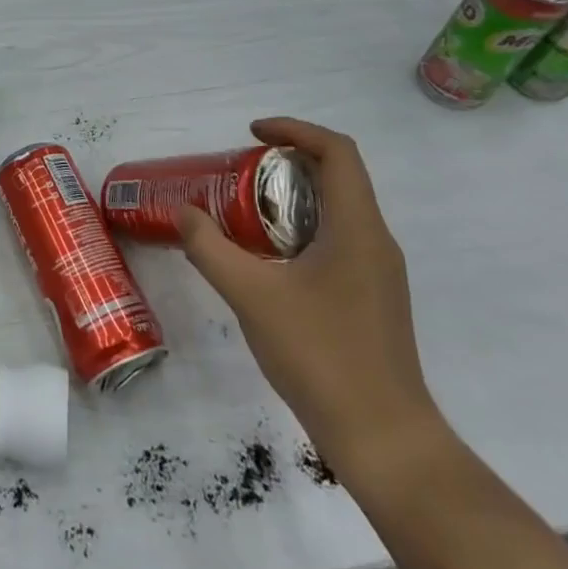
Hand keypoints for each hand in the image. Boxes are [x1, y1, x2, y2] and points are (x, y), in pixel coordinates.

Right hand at [176, 117, 444, 479]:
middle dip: (289, 161)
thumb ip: (210, 249)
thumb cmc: (321, 356)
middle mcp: (376, 241)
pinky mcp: (373, 299)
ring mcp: (379, 273)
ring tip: (246, 210)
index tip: (251, 134)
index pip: (337, 152)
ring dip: (295, 197)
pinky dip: (303, 229)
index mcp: (357, 228)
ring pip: (339, 211)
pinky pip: (339, 241)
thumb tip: (183, 213)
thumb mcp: (252, 296)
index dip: (294, 130)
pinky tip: (268, 259)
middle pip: (339, 176)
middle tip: (240, 171)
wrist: (384, 438)